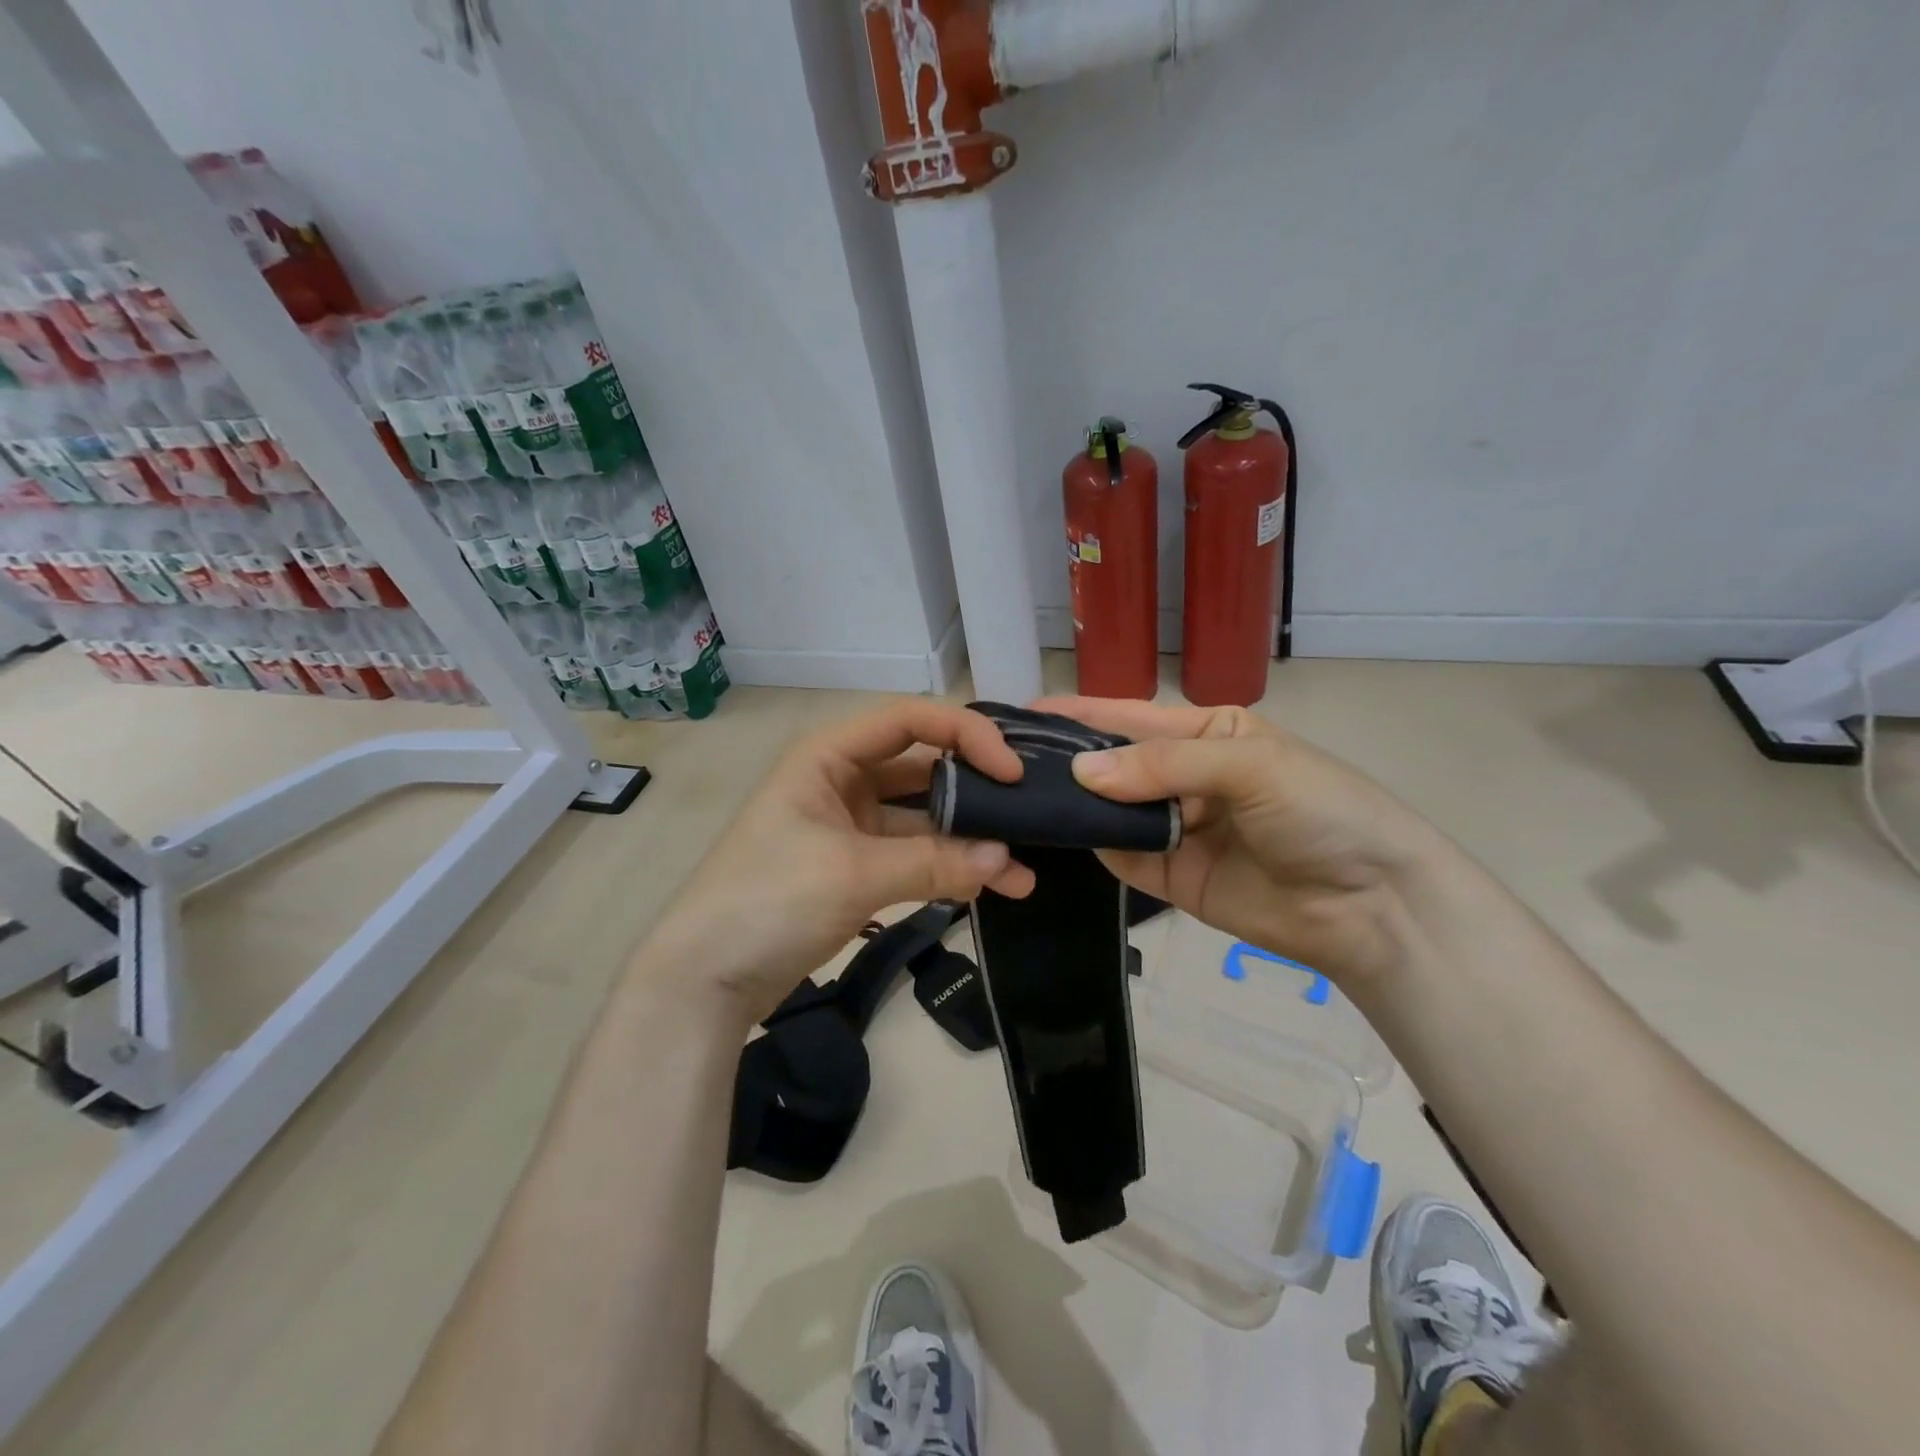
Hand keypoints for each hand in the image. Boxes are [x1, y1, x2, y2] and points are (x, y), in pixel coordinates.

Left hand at [638, 700, 1035, 1028]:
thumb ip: (933, 863)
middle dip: (978, 794)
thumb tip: (1006, 861)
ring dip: (971, 842)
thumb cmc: (767, 901)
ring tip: (1023, 874)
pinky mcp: (857, 867)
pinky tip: (990, 890)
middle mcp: (843, 780)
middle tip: (1031, 819)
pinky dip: (949, 870)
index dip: (966, 735)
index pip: (911, 720)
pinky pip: (914, 856)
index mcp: (830, 755)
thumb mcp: (852, 874)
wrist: (703, 980)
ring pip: (925, 819)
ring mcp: (851, 826)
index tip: (1011, 772)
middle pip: (925, 770)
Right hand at [1035, 696, 1461, 990]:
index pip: (1131, 717)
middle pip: (1114, 765)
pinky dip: (1093, 844)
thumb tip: (1080, 775)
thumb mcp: (1249, 765)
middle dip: (1069, 761)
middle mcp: (1184, 777)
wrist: (1373, 905)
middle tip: (1007, 760)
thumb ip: (1163, 765)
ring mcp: (1175, 829)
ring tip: (1017, 795)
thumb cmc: (1321, 810)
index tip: (1025, 712)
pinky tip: (1058, 833)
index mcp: (1207, 734)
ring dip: (1074, 804)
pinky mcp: (1170, 877)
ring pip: (1110, 810)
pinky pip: (1122, 856)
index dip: (1081, 714)